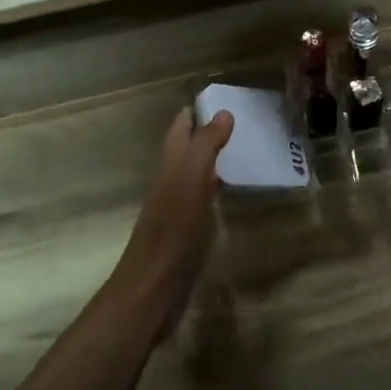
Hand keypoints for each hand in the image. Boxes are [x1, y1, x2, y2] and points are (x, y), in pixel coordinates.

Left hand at [111, 108, 233, 337]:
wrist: (152, 290)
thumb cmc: (173, 233)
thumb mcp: (191, 182)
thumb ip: (205, 147)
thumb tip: (221, 112)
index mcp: (169, 169)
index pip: (179, 131)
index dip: (194, 113)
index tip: (218, 99)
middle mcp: (168, 185)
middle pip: (184, 152)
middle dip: (203, 134)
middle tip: (235, 124)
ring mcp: (174, 212)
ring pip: (191, 176)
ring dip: (209, 162)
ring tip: (238, 153)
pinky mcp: (183, 236)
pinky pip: (199, 202)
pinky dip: (212, 191)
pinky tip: (226, 197)